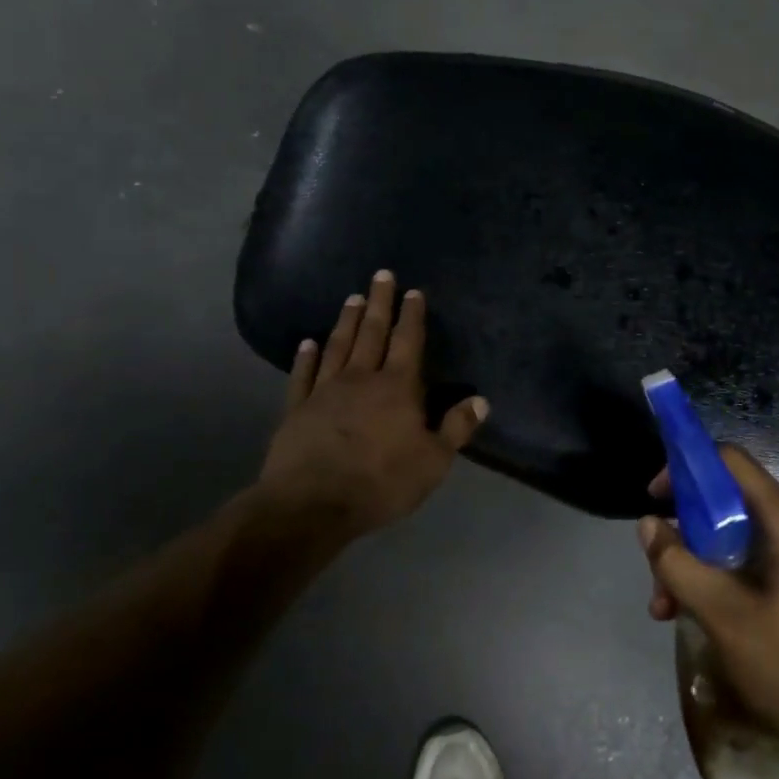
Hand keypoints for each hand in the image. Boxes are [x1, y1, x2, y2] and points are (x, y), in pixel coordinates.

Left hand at [258, 271, 487, 541]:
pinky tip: (307, 342)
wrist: (313, 503)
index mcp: (397, 388)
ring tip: (352, 298)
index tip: (413, 291)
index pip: (408, 342)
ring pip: (338, 346)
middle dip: (380, 303)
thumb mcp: (433, 461)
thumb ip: (456, 428)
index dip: (412, 316)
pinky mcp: (297, 408)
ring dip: (347, 321)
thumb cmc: (382, 482)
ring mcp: (325, 391)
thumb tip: (481, 400)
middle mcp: (361, 378)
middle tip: (381, 275)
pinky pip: (303, 375)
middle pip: (372, 333)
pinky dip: (306, 357)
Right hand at [638, 447, 778, 776]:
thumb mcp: (722, 615)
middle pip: (730, 504)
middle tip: (658, 579)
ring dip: (699, 565)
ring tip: (668, 611)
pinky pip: (758, 563)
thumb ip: (678, 564)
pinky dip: (725, 580)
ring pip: (740, 538)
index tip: (655, 499)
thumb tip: (648, 524)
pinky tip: (700, 617)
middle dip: (685, 534)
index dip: (686, 468)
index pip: (731, 462)